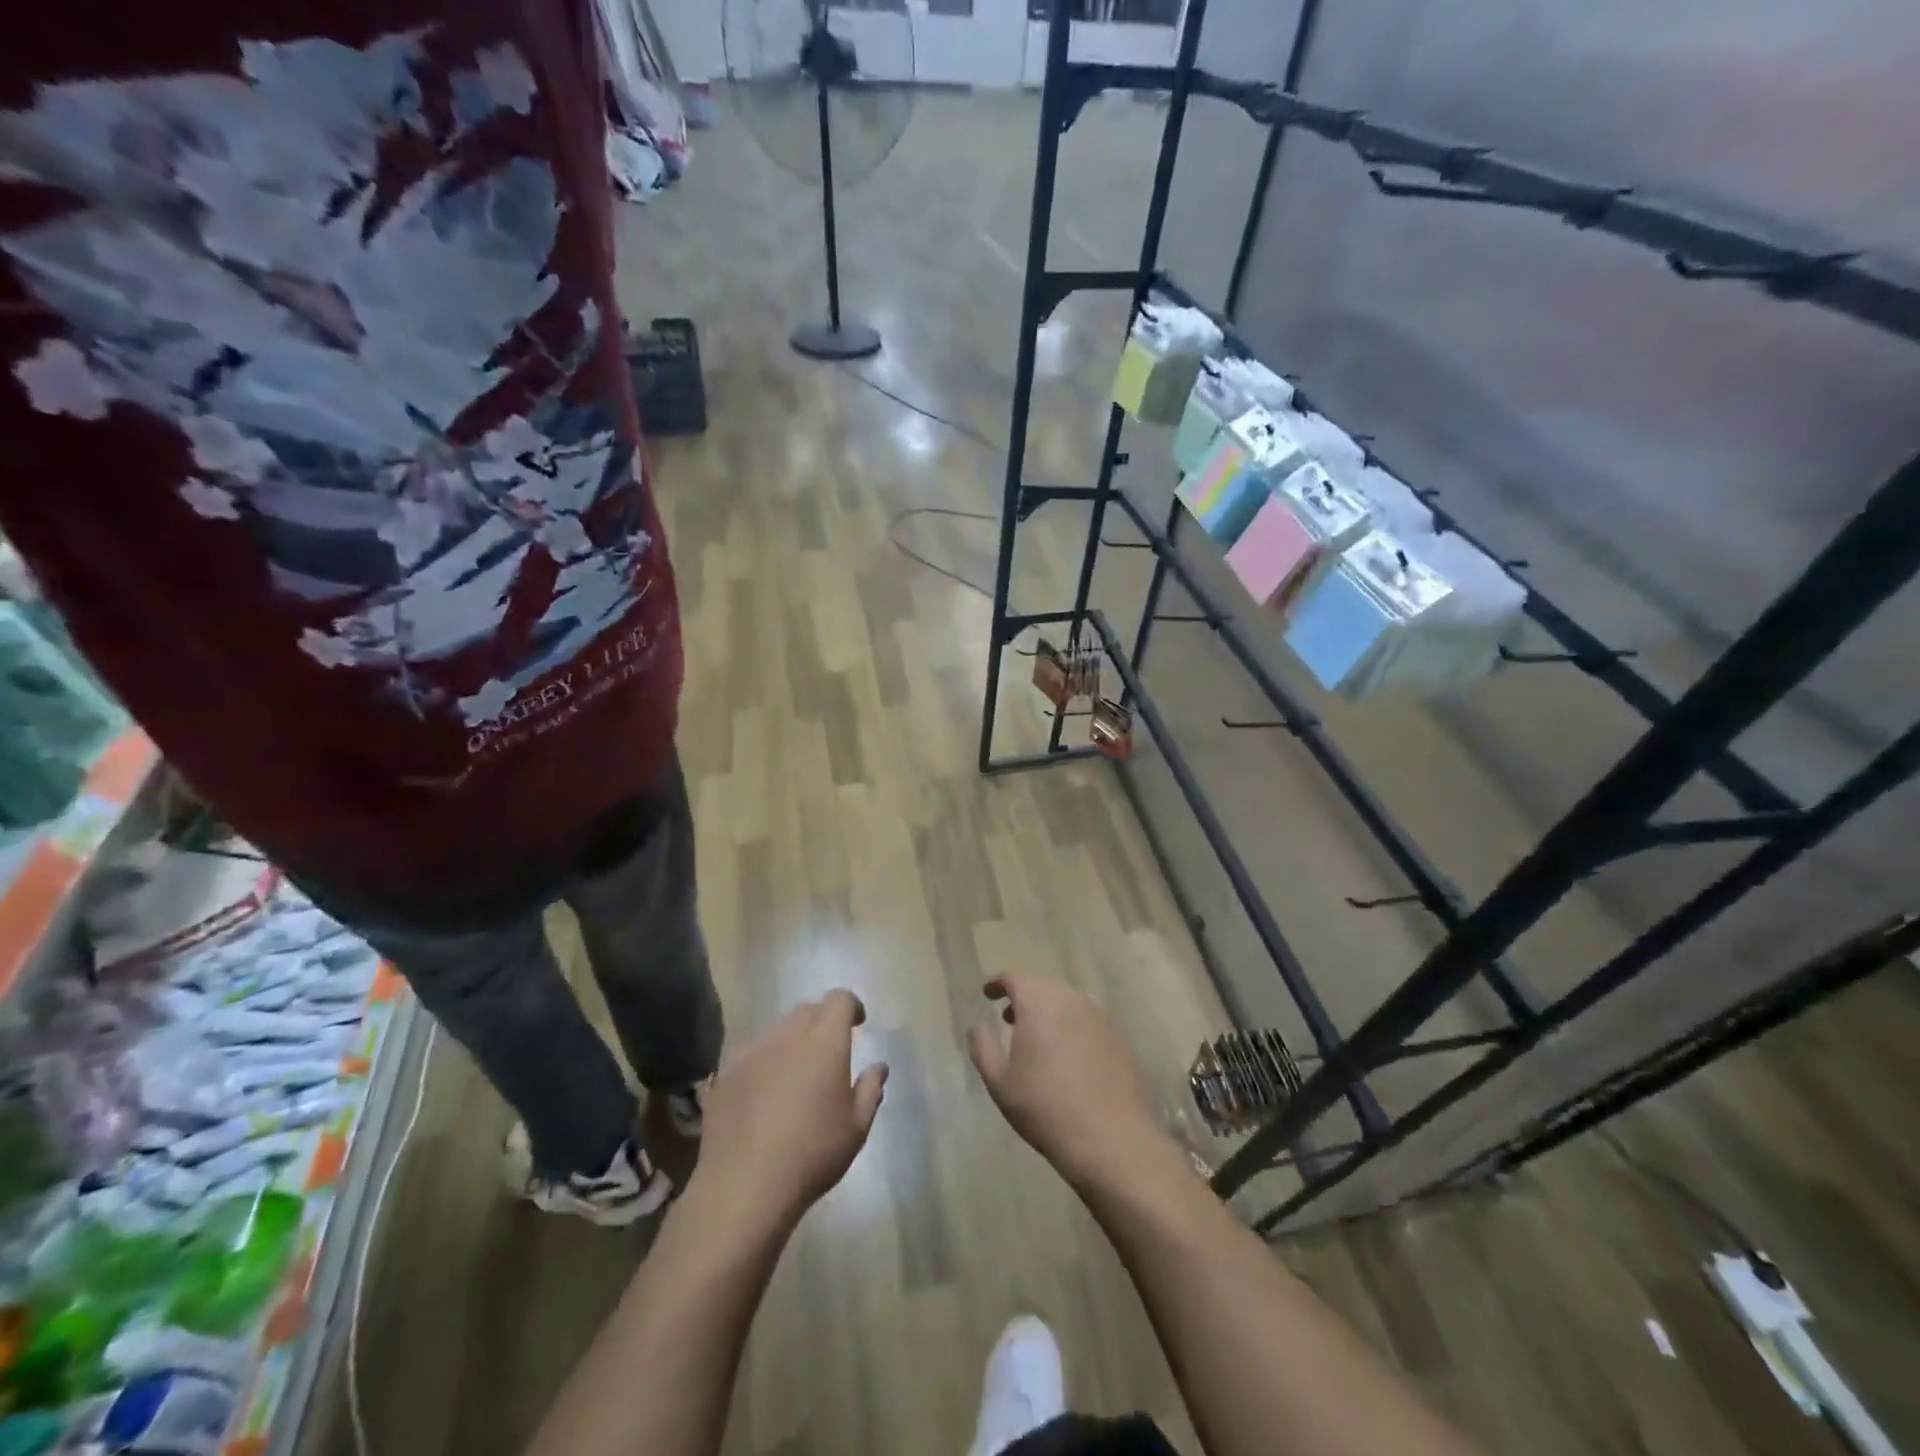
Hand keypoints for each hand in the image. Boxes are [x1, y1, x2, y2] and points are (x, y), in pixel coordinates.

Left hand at [690, 989, 888, 1228]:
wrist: (744, 1187)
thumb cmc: (812, 1154)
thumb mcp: (856, 1128)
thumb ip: (870, 1090)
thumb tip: (879, 1067)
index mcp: (825, 1042)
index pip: (839, 999)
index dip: (851, 1006)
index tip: (857, 1023)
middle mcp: (787, 1035)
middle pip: (807, 1011)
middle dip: (822, 1022)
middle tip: (828, 1052)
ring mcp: (752, 1051)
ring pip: (777, 1031)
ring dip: (791, 1042)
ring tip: (794, 1075)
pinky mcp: (725, 1073)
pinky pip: (751, 1055)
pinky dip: (764, 1064)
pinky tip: (763, 1096)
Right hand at [967, 976, 1166, 1186]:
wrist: (1110, 1138)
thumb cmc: (1045, 1108)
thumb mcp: (1000, 1083)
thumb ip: (983, 1048)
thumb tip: (976, 1027)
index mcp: (1038, 1003)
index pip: (1014, 978)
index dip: (998, 983)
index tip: (987, 993)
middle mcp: (1070, 999)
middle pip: (1042, 986)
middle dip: (1024, 997)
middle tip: (1009, 1019)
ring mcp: (1098, 1015)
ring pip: (1067, 1001)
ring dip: (1049, 1011)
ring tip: (1038, 1036)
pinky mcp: (1117, 1035)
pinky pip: (1087, 1019)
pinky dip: (1072, 1026)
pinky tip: (1068, 1054)